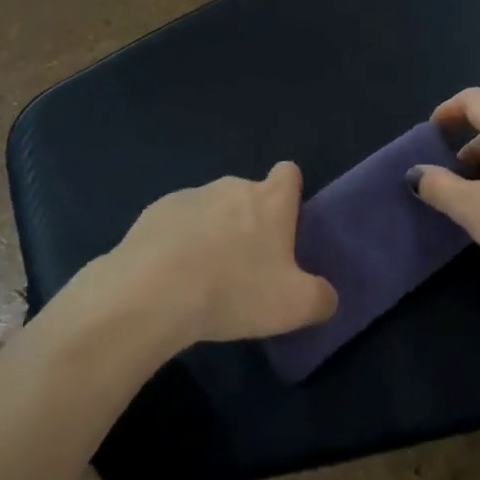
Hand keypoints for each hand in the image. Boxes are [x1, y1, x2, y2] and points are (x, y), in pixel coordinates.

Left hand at [103, 163, 337, 344]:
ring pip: (211, 209)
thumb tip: (327, 296)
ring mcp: (191, 196)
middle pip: (249, 194)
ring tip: (203, 278)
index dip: (290, 193)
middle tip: (246, 268)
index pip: (289, 173)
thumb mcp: (294, 306)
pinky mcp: (155, 212)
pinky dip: (178, 242)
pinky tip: (171, 277)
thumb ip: (321, 298)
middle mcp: (232, 187)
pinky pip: (177, 222)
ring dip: (213, 232)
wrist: (152, 293)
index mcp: (270, 201)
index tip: (284, 224)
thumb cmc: (234, 291)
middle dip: (249, 222)